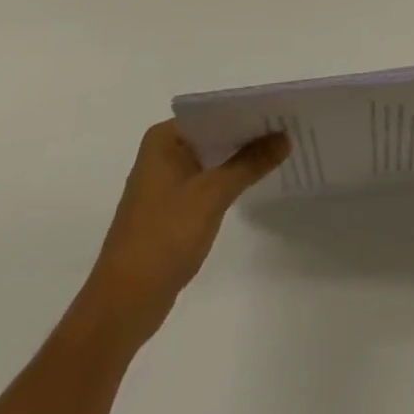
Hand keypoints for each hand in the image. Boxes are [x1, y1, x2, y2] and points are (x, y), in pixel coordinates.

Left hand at [75, 121, 288, 350]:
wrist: (124, 304)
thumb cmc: (164, 237)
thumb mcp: (212, 195)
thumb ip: (250, 163)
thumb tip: (284, 137)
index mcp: (164, 138)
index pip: (213, 112)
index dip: (247, 111)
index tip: (281, 109)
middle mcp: (162, 152)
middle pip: (214, 133)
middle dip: (248, 134)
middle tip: (289, 128)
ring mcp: (165, 181)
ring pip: (212, 158)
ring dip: (240, 158)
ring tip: (281, 150)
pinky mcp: (171, 208)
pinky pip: (207, 181)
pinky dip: (229, 180)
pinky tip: (256, 180)